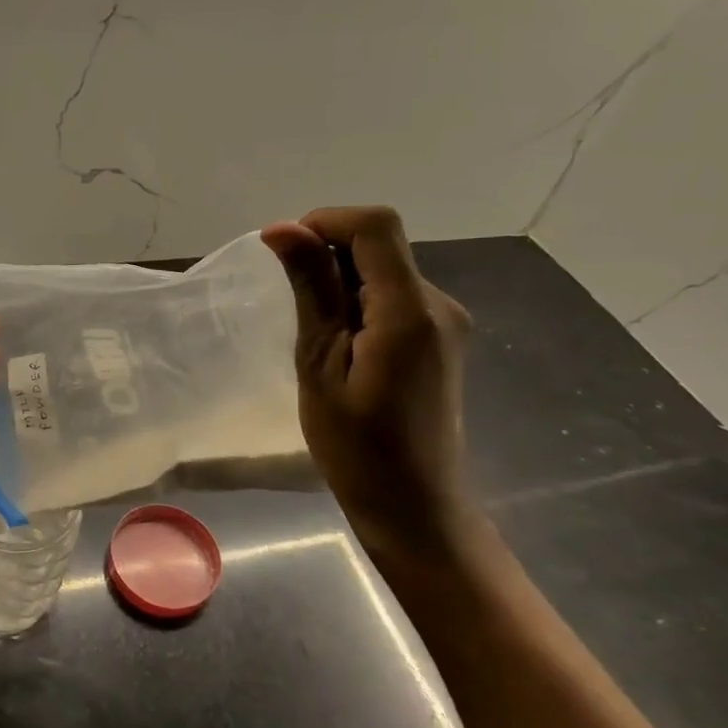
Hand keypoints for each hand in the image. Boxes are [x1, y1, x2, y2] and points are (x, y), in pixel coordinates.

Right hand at [262, 207, 475, 566]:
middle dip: (329, 255)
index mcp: (410, 312)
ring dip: (343, 282)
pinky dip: (361, 302)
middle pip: (381, 245)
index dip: (325, 221)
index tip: (281, 249)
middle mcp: (439, 304)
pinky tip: (342, 346)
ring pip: (386, 270)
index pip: (375, 226)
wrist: (415, 507)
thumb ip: (311, 290)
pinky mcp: (442, 337)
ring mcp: (446, 321)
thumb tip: (284, 229)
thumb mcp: (320, 366)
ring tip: (316, 336)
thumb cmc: (356, 449)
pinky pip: (395, 296)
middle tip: (292, 305)